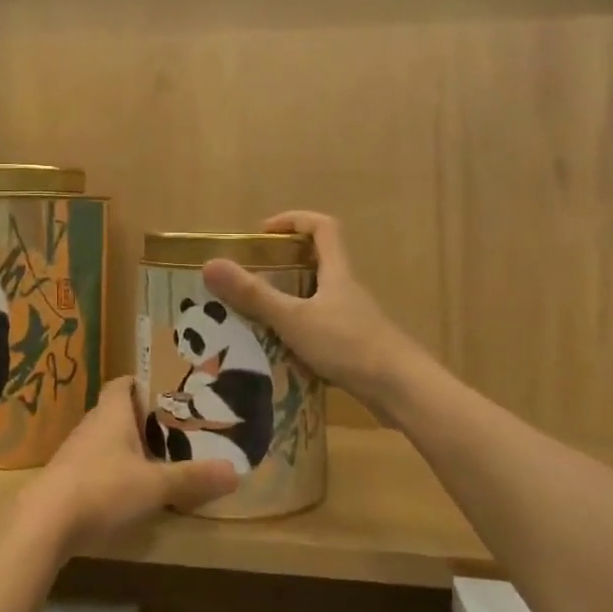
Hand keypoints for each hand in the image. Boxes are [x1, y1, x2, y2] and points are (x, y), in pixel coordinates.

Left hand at [22, 377, 237, 552]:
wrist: (44, 522)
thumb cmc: (102, 488)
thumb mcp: (155, 485)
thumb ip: (192, 478)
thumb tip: (235, 471)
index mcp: (112, 412)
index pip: (124, 383)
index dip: (143, 383)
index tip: (168, 391)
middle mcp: (92, 424)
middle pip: (118, 411)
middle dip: (144, 419)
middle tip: (176, 428)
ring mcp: (76, 452)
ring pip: (107, 439)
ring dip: (129, 446)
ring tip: (159, 459)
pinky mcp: (67, 478)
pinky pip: (97, 464)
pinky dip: (115, 470)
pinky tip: (131, 490)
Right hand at [201, 211, 416, 412]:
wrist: (401, 391)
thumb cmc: (349, 345)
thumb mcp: (294, 319)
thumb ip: (253, 295)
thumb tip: (210, 264)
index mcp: (337, 273)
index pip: (322, 227)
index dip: (294, 220)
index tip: (263, 233)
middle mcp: (347, 290)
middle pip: (320, 262)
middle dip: (285, 265)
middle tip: (252, 279)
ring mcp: (355, 320)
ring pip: (319, 299)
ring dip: (290, 302)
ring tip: (256, 318)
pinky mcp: (357, 348)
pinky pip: (322, 330)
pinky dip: (300, 333)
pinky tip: (281, 354)